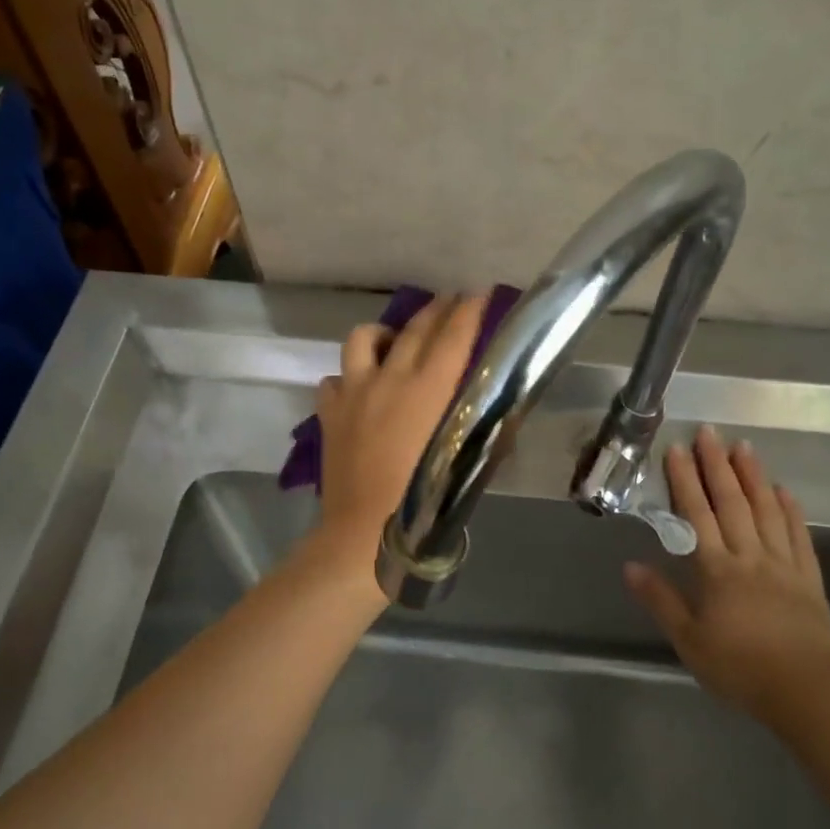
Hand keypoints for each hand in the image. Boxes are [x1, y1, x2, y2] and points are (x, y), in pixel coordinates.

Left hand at [314, 293, 486, 559]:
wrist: (362, 534)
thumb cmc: (424, 505)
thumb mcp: (467, 465)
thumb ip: (485, 429)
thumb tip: (500, 406)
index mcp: (429, 390)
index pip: (453, 336)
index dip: (469, 310)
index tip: (480, 293)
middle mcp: (390, 379)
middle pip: (414, 329)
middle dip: (437, 309)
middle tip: (452, 300)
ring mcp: (353, 392)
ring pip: (363, 339)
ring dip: (383, 335)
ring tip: (394, 345)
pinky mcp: (329, 412)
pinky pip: (334, 379)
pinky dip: (349, 378)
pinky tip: (359, 391)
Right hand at [623, 425, 829, 735]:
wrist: (808, 693)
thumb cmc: (740, 668)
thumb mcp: (689, 641)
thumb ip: (661, 600)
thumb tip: (630, 565)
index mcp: (718, 570)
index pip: (697, 515)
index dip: (686, 480)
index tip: (677, 449)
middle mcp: (750, 556)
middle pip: (732, 503)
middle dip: (718, 465)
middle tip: (710, 432)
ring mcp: (784, 564)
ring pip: (766, 511)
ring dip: (753, 476)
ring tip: (744, 447)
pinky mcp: (809, 578)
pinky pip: (799, 536)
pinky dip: (790, 510)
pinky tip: (784, 491)